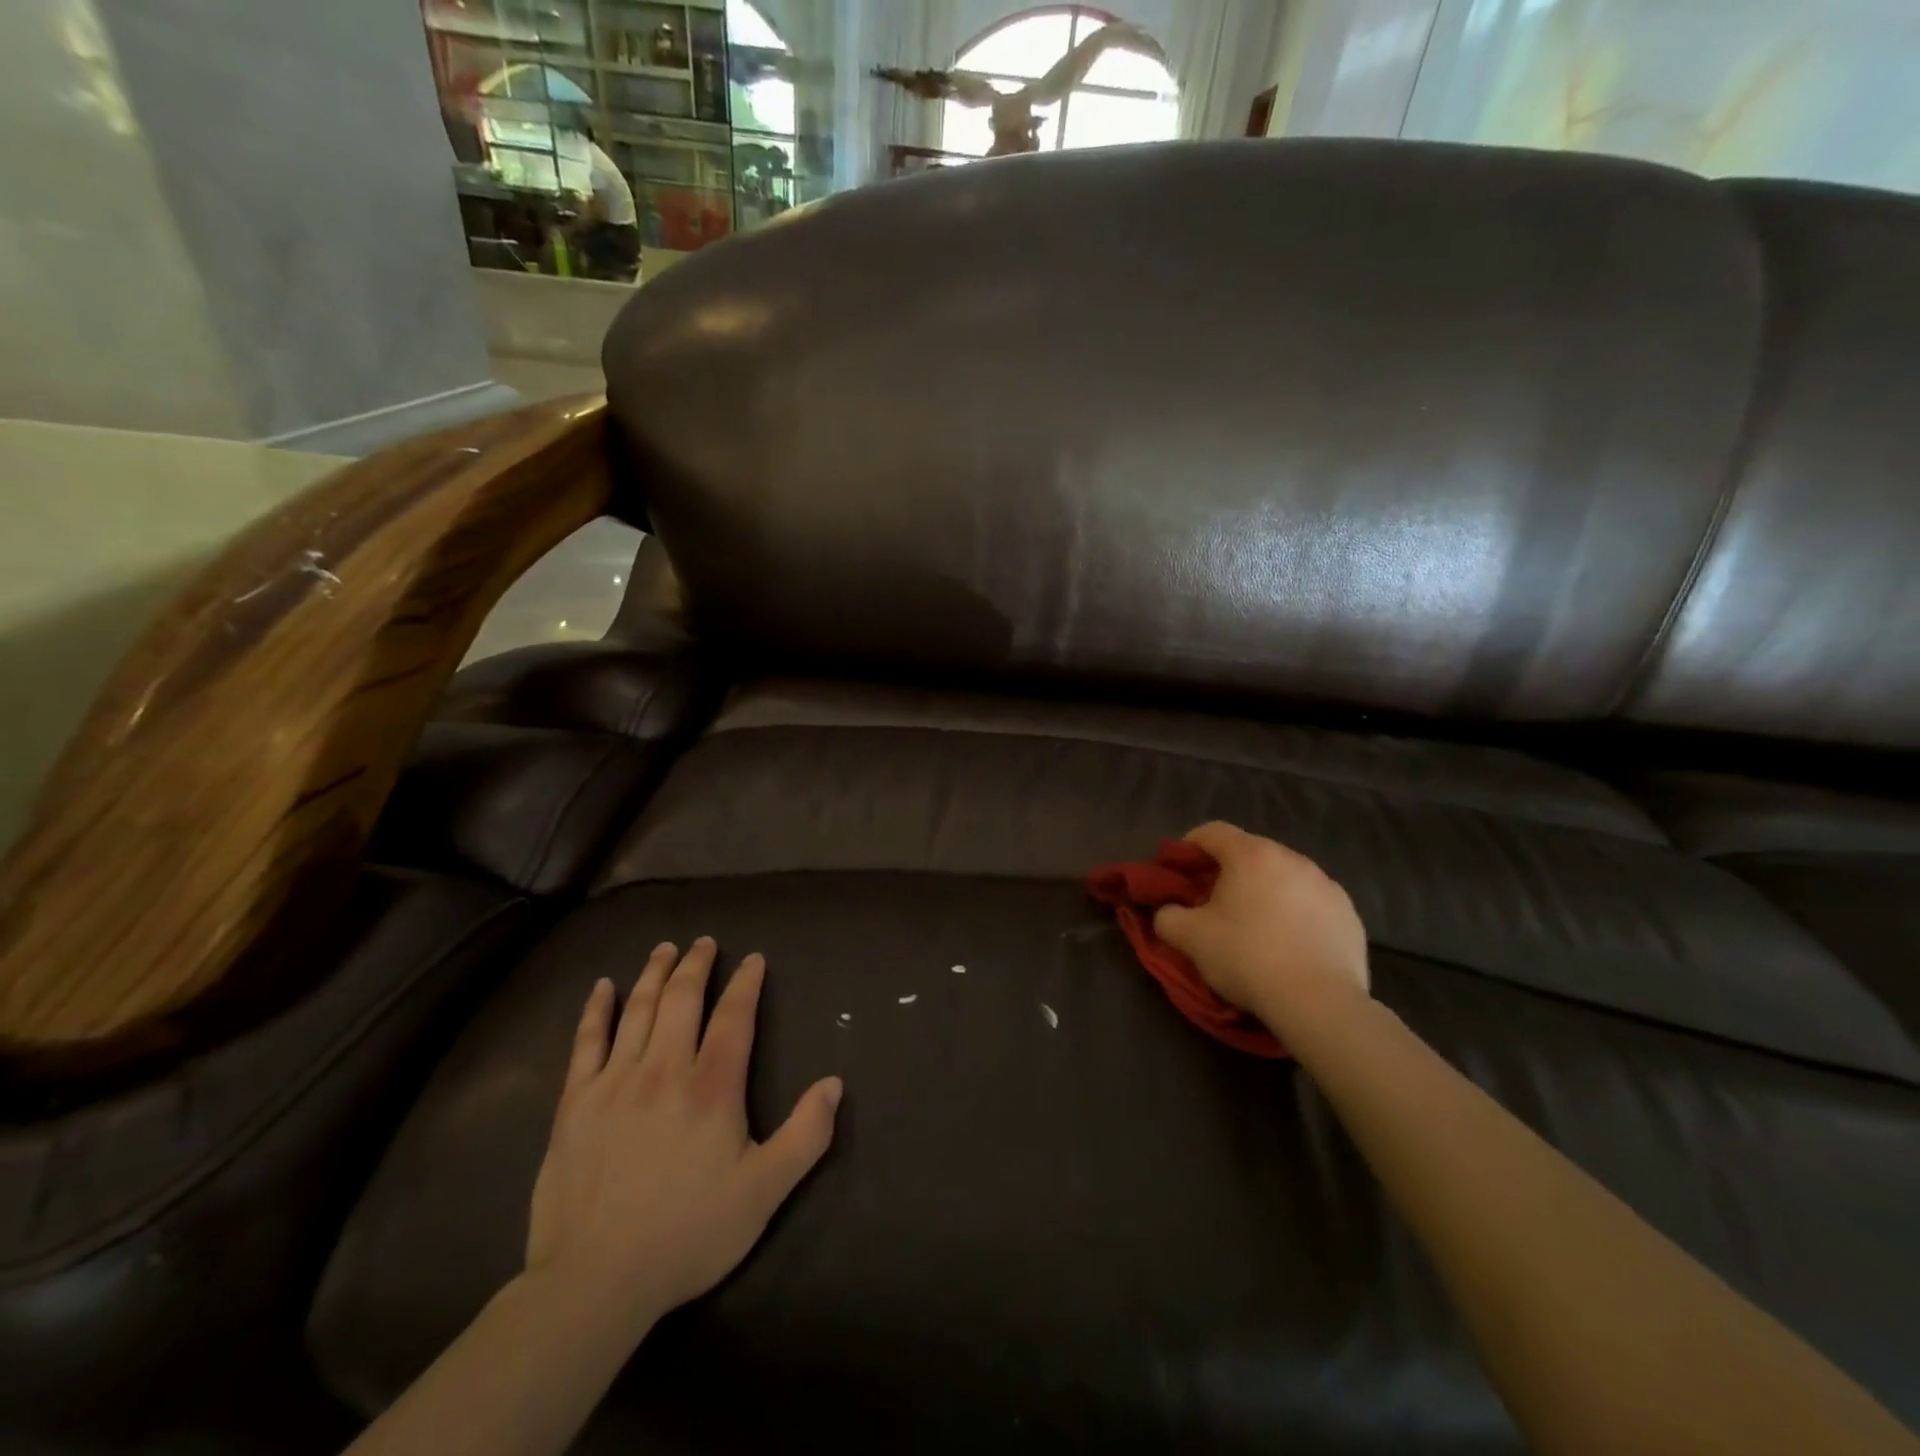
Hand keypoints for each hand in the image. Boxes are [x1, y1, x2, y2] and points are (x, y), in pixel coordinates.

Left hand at [525, 938, 842, 1341]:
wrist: (594, 1281)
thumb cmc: (688, 1234)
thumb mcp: (764, 1191)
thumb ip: (806, 1135)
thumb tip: (835, 1083)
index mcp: (712, 1087)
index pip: (734, 1017)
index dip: (745, 983)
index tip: (754, 959)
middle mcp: (664, 1069)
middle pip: (681, 1000)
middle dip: (696, 965)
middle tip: (705, 942)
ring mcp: (614, 1083)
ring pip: (637, 1010)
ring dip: (653, 974)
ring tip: (664, 948)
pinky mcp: (575, 1104)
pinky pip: (586, 1042)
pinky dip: (596, 1010)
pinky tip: (602, 987)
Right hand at [1153, 823, 1369, 1031]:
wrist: (1319, 1002)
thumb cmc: (1247, 957)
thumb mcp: (1190, 938)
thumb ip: (1167, 916)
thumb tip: (1168, 912)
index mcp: (1252, 855)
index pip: (1212, 831)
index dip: (1188, 847)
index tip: (1178, 872)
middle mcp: (1292, 859)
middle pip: (1250, 853)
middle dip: (1227, 872)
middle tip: (1212, 903)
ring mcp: (1327, 885)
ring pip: (1283, 878)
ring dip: (1264, 892)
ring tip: (1253, 926)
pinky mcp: (1349, 914)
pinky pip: (1311, 904)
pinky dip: (1295, 914)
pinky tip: (1288, 945)